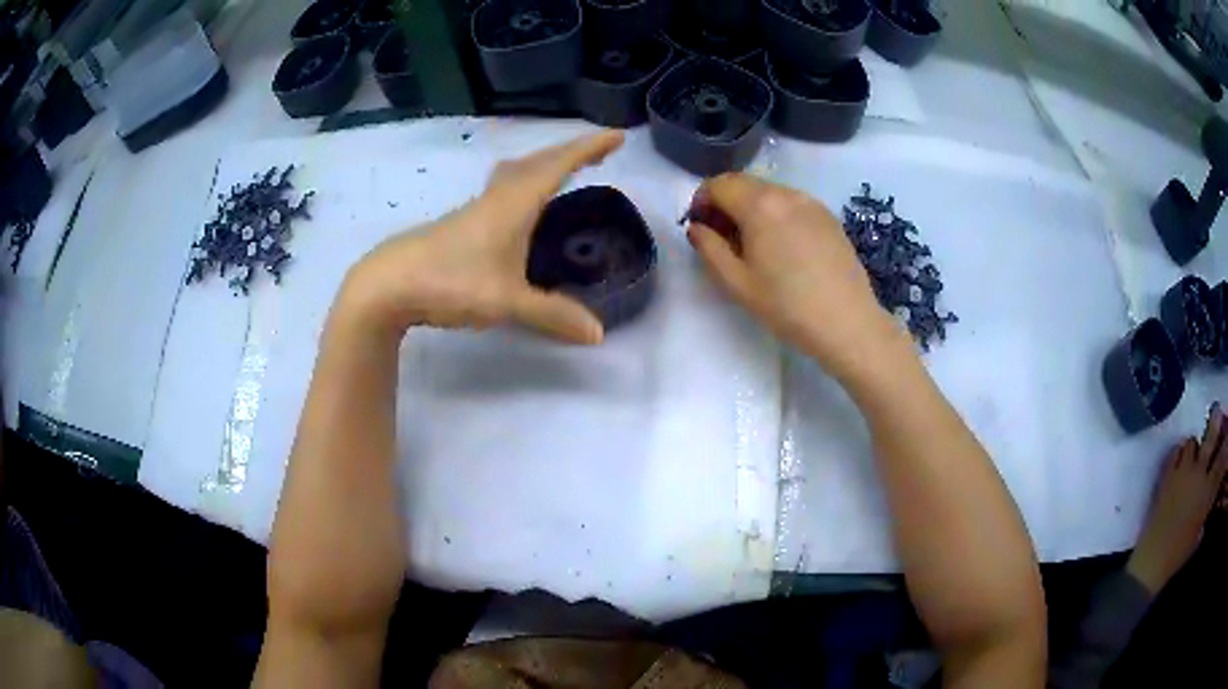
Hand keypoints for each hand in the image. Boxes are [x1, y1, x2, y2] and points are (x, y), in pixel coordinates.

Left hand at [338, 130, 625, 343]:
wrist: (388, 285)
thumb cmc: (450, 282)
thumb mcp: (507, 302)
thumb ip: (553, 315)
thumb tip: (598, 334)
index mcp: (514, 204)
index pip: (559, 165)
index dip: (590, 148)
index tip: (618, 136)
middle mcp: (496, 197)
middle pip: (538, 162)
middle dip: (572, 151)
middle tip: (600, 151)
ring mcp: (475, 209)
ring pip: (517, 173)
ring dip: (545, 164)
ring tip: (563, 169)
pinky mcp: (460, 223)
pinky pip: (502, 189)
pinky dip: (524, 184)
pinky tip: (520, 206)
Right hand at [686, 173, 905, 378]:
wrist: (847, 322)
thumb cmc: (787, 306)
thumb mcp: (737, 283)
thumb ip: (709, 248)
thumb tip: (696, 227)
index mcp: (759, 205)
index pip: (718, 184)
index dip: (701, 201)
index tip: (700, 228)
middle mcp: (785, 193)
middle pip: (743, 183)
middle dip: (724, 202)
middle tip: (721, 237)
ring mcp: (811, 202)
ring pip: (768, 191)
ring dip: (750, 207)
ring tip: (752, 244)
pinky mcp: (828, 216)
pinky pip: (791, 203)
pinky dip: (775, 213)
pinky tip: (781, 246)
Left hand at [1128, 404, 1227, 592]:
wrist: (1152, 563)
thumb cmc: (1178, 556)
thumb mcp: (1198, 536)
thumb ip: (1206, 514)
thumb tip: (1210, 502)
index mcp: (1207, 493)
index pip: (1222, 461)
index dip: (1227, 442)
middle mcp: (1199, 476)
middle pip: (1210, 439)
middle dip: (1215, 423)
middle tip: (1218, 410)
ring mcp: (1182, 473)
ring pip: (1193, 442)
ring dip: (1195, 446)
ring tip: (1194, 456)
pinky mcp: (1167, 475)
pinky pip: (1176, 451)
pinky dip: (1179, 453)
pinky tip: (1180, 461)